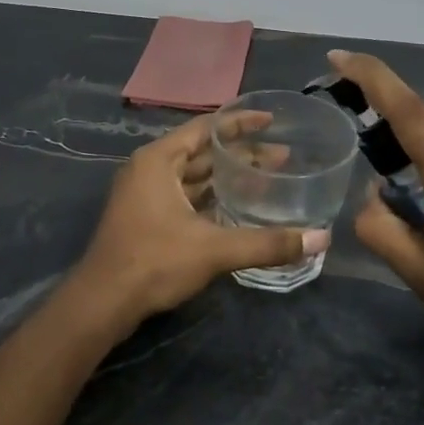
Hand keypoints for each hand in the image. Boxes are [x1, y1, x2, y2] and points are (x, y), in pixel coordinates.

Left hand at [67, 112, 330, 337]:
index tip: (272, 121)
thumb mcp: (214, 249)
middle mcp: (150, 169)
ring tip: (266, 178)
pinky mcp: (146, 218)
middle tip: (283, 157)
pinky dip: (211, 197)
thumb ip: (267, 243)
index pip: (206, 128)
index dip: (240, 123)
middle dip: (241, 154)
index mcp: (158, 160)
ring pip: (194, 176)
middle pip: (202, 152)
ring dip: (227, 176)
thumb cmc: (153, 262)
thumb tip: (321, 239)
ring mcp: (145, 194)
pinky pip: (185, 196)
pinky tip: (238, 206)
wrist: (103, 303)